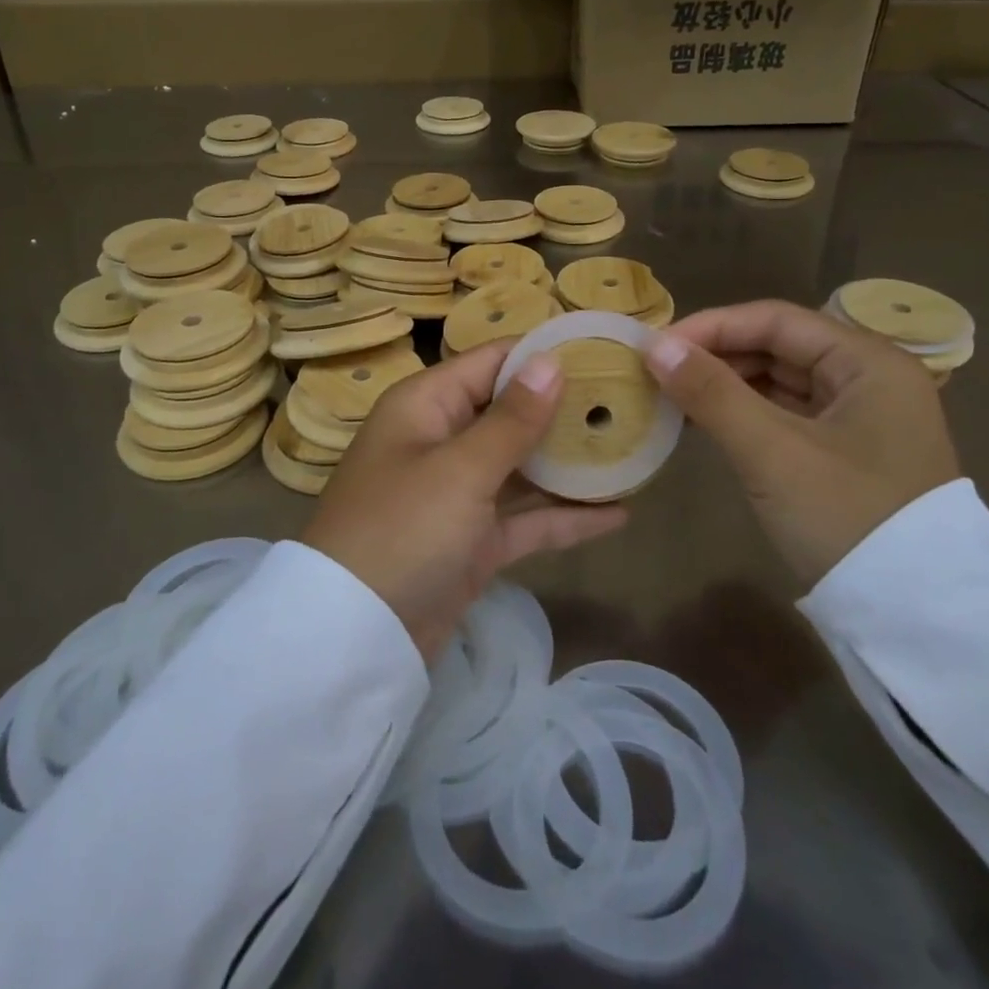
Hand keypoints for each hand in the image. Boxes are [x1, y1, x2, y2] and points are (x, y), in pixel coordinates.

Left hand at [302, 342, 628, 661]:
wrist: (355, 637)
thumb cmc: (403, 529)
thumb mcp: (460, 469)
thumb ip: (512, 419)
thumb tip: (550, 361)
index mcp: (426, 406)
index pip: (490, 362)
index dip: (542, 355)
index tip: (601, 351)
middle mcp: (441, 440)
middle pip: (510, 412)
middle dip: (564, 409)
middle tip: (630, 402)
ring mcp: (457, 494)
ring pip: (522, 466)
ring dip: (570, 463)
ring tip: (634, 450)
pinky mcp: (472, 541)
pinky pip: (524, 518)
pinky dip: (564, 517)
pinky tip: (619, 513)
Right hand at [645, 301, 959, 588]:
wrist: (916, 619)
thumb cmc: (846, 517)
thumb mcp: (772, 451)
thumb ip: (712, 392)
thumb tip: (654, 346)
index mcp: (869, 362)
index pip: (776, 320)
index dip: (712, 327)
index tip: (657, 347)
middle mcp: (871, 378)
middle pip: (779, 347)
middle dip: (716, 355)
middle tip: (658, 371)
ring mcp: (862, 417)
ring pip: (781, 381)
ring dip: (726, 385)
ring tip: (672, 395)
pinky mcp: (848, 452)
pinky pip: (787, 414)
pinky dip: (745, 413)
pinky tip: (705, 422)